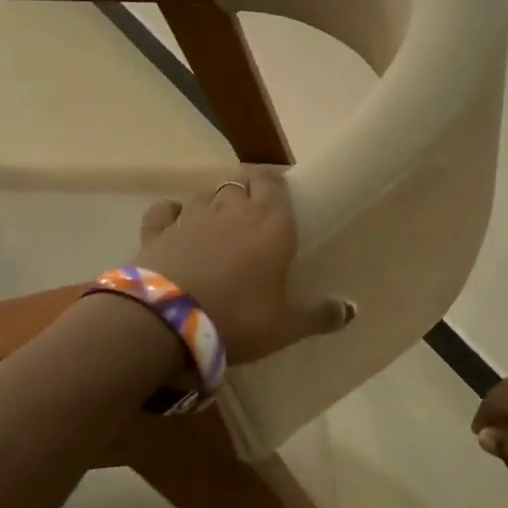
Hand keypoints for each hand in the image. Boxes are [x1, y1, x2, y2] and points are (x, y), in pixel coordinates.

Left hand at [133, 167, 352, 364]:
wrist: (166, 323)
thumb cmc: (238, 317)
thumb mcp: (286, 326)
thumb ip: (319, 316)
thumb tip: (351, 311)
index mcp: (271, 222)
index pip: (273, 181)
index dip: (275, 185)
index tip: (280, 199)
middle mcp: (232, 209)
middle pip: (241, 184)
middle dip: (247, 194)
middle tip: (253, 219)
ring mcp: (190, 217)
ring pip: (205, 195)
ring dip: (214, 204)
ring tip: (218, 225)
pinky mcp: (156, 231)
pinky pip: (165, 210)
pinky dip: (172, 213)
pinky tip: (175, 223)